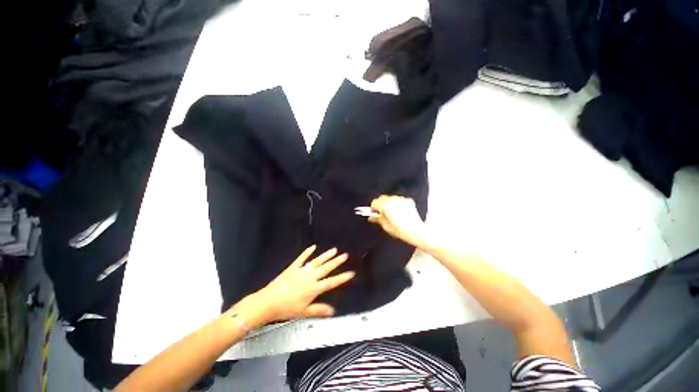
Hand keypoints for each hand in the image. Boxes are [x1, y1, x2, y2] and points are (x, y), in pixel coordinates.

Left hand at [232, 246, 353, 325]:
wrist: (268, 302)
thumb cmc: (286, 309)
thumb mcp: (304, 312)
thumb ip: (319, 310)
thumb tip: (333, 311)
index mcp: (313, 288)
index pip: (331, 282)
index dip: (342, 278)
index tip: (351, 272)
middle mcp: (310, 277)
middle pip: (326, 268)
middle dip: (336, 262)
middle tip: (345, 255)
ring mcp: (301, 271)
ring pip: (316, 261)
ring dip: (326, 255)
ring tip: (334, 250)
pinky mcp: (293, 267)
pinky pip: (301, 258)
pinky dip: (307, 252)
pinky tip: (313, 246)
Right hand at [369, 195, 426, 246]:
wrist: (416, 231)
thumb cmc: (401, 230)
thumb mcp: (386, 226)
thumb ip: (377, 219)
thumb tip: (372, 217)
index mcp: (386, 205)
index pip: (375, 202)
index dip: (373, 208)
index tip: (373, 213)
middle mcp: (393, 200)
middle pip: (382, 198)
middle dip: (380, 204)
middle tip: (381, 213)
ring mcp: (401, 199)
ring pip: (391, 198)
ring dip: (389, 203)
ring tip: (391, 213)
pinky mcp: (408, 201)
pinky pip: (399, 200)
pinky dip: (397, 204)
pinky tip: (399, 212)